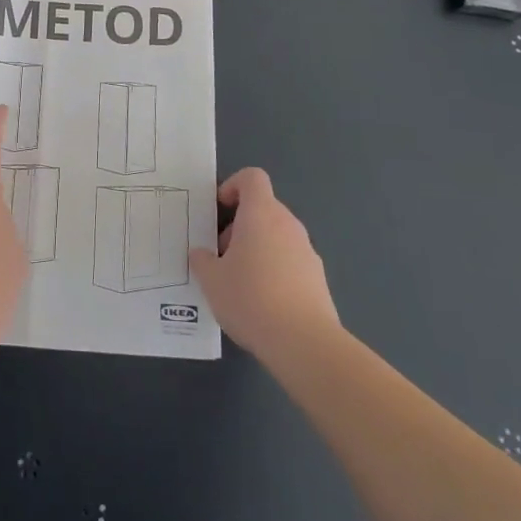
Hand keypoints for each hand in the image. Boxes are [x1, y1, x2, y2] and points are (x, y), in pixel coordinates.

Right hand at [189, 168, 339, 359]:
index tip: (220, 210)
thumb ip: (202, 261)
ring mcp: (307, 251)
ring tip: (239, 284)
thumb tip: (202, 254)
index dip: (233, 186)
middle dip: (239, 226)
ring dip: (257, 249)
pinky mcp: (318, 278)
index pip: (252, 178)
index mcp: (261, 214)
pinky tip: (262, 303)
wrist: (304, 343)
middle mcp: (288, 224)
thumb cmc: (251, 299)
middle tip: (221, 256)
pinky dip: (275, 270)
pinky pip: (291, 261)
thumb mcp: (211, 280)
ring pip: (277, 236)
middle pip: (263, 209)